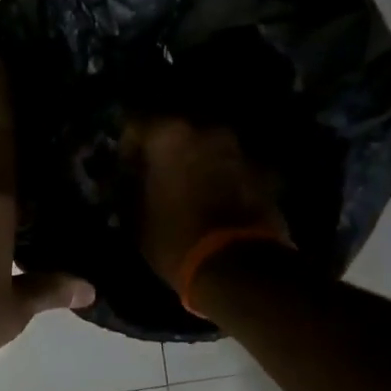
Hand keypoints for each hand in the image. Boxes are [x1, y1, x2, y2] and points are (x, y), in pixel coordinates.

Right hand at [123, 116, 288, 289]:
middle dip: (167, 151)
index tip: (125, 166)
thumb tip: (130, 182)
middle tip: (157, 176)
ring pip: (209, 149)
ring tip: (189, 191)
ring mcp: (240, 150)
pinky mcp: (265, 173)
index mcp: (169, 136)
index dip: (128, 145)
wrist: (238, 268)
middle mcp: (207, 132)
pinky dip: (224, 179)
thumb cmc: (176, 240)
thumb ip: (132, 190)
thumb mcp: (137, 219)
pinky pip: (234, 169)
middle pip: (179, 132)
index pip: (136, 123)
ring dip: (198, 164)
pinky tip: (217, 203)